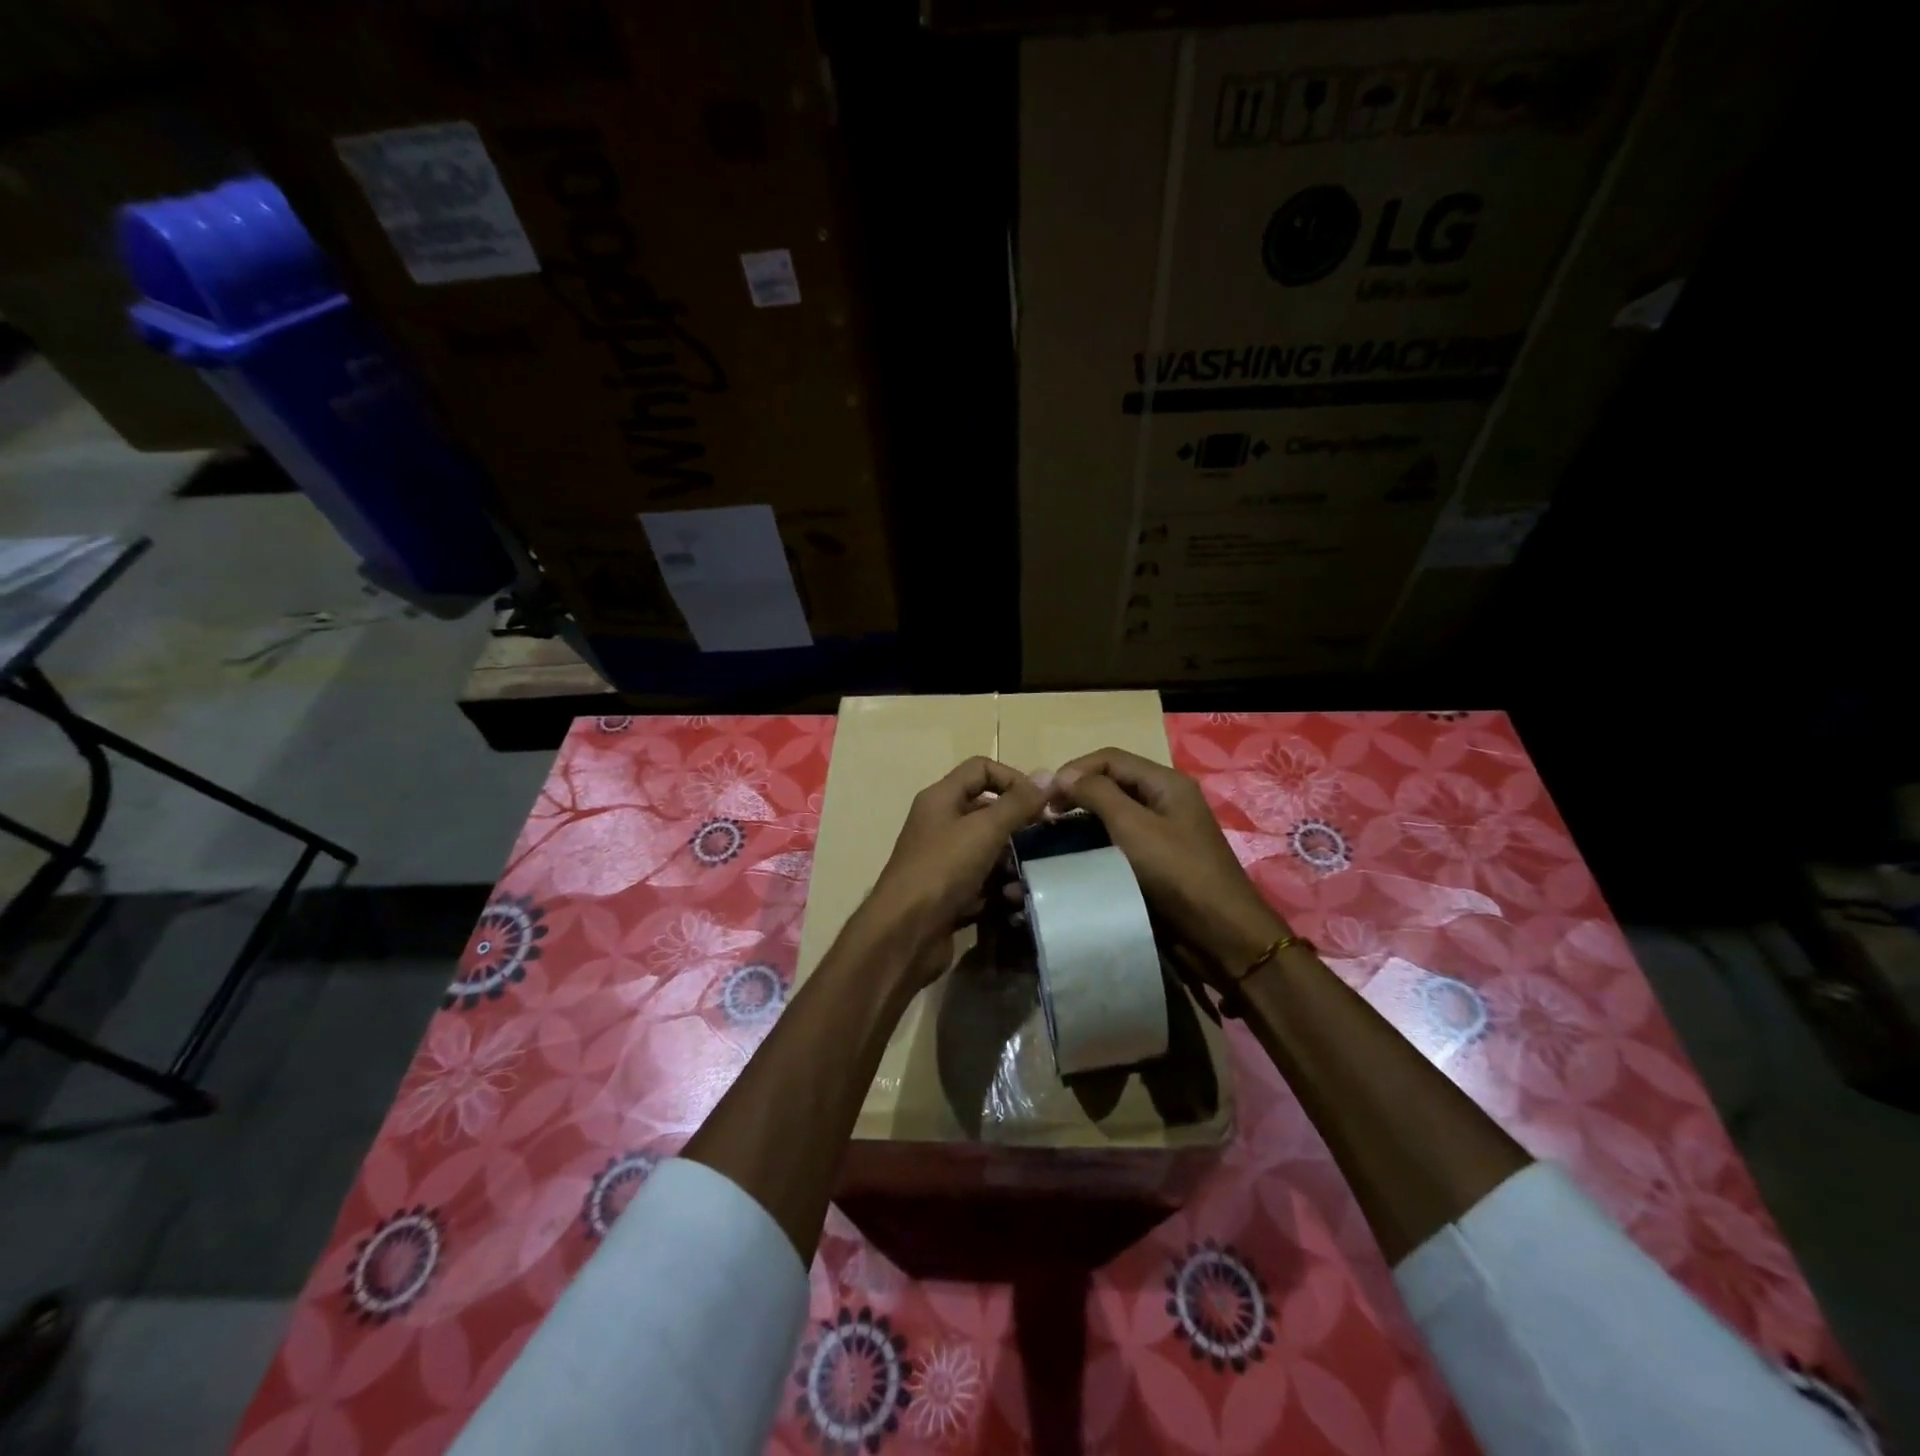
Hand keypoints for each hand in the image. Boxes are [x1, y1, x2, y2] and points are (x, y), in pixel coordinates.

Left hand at [864, 757, 1048, 983]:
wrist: (904, 934)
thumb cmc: (942, 870)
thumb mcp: (983, 830)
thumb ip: (1017, 803)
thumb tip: (1047, 775)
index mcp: (941, 799)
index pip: (981, 769)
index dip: (1013, 779)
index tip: (1041, 804)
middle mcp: (940, 825)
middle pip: (987, 811)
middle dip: (1018, 825)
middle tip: (1047, 840)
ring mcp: (944, 861)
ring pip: (989, 851)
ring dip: (1012, 863)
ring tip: (1030, 878)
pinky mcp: (950, 894)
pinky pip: (983, 883)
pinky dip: (1000, 891)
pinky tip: (1013, 903)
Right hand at [1053, 747, 1288, 985]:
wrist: (1219, 935)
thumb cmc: (1177, 872)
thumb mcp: (1134, 826)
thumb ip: (1097, 793)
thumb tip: (1063, 776)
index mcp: (1165, 783)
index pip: (1109, 758)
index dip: (1074, 770)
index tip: (1044, 797)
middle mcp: (1163, 801)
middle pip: (1111, 784)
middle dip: (1075, 796)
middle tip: (1045, 818)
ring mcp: (1160, 833)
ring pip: (1111, 816)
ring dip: (1081, 823)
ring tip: (1052, 839)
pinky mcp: (1154, 863)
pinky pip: (1117, 843)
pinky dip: (1093, 846)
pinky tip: (1073, 859)